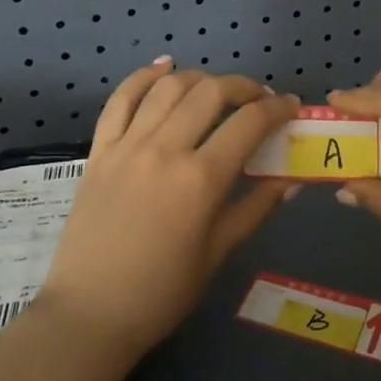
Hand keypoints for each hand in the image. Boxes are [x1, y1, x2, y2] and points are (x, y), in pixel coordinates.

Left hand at [40, 60, 301, 355]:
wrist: (90, 314)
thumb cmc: (162, 293)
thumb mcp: (218, 253)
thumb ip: (255, 207)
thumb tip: (290, 179)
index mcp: (200, 180)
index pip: (249, 124)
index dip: (276, 108)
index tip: (290, 105)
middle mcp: (165, 150)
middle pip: (210, 93)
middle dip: (243, 86)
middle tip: (258, 98)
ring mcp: (127, 146)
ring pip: (168, 87)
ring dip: (199, 78)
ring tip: (216, 88)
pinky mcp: (99, 150)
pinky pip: (121, 99)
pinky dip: (143, 76)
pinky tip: (164, 66)